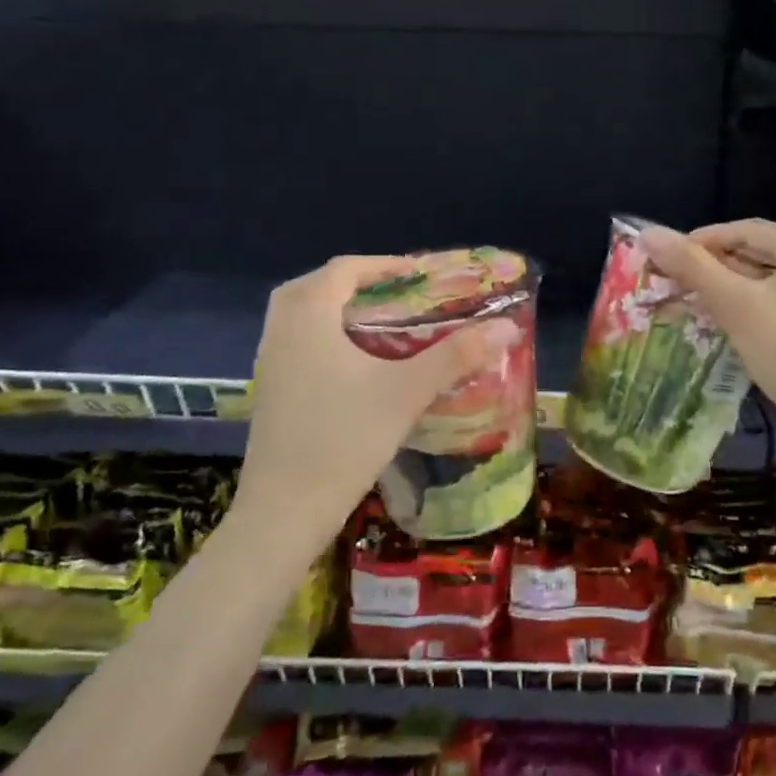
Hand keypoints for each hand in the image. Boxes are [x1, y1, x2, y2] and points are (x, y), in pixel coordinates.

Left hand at [239, 256, 515, 544]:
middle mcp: (281, 330)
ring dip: (336, 309)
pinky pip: (294, 342)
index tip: (419, 274)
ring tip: (379, 325)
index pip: (344, 269)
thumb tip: (506, 327)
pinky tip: (354, 365)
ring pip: (300, 315)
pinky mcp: (268, 391)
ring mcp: (269, 362)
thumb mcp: (406, 392)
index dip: (384, 264)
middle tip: (395, 295)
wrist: (284, 511)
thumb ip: (456, 355)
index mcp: (308, 316)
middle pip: (315, 286)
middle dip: (355, 283)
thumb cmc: (344, 439)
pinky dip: (322, 335)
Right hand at [637, 219, 775, 430]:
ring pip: (773, 282)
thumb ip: (692, 266)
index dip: (703, 239)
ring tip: (702, 303)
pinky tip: (738, 327)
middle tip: (681, 281)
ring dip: (735, 288)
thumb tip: (649, 233)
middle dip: (718, 265)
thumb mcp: (734, 304)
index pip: (745, 229)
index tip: (670, 257)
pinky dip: (757, 308)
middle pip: (760, 254)